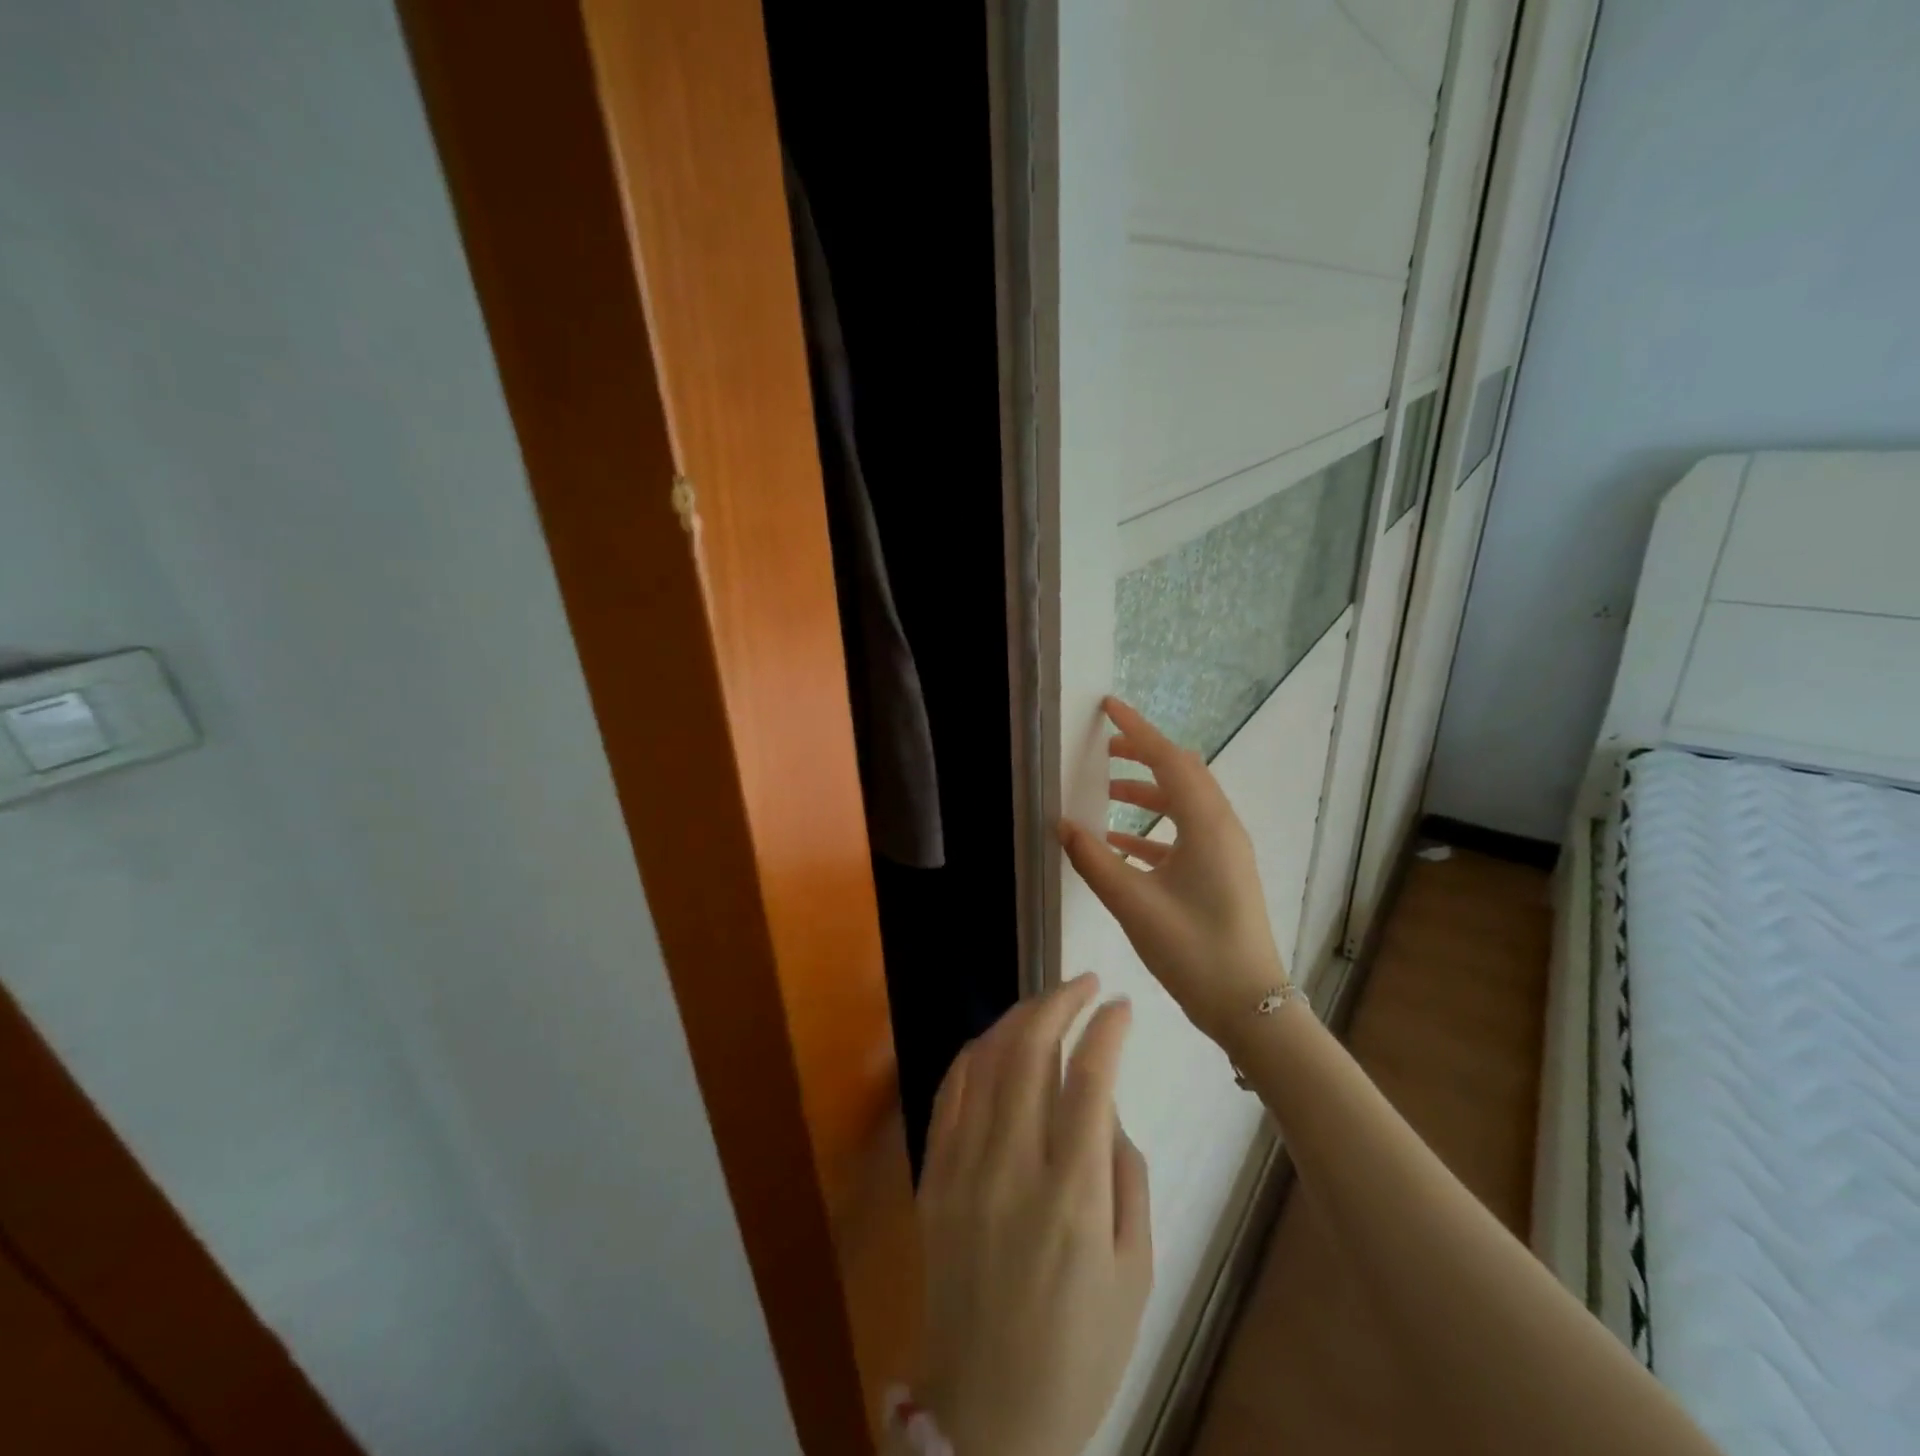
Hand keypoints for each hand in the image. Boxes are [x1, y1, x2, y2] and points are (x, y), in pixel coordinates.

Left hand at [913, 974, 1151, 1455]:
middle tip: (1083, 984)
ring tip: (1046, 1002)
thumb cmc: (1080, 1351)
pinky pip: (950, 1093)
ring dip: (1017, 1017)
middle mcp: (1012, 1168)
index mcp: (1072, 1196)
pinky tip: (995, 1040)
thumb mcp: (1135, 1272)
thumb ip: (1125, 1175)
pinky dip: (973, 1053)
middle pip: (1030, 1051)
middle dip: (1059, 1002)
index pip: (1089, 1079)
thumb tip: (1104, 1106)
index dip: (1106, 1029)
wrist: (988, 1416)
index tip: (1120, 1004)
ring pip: (985, 1060)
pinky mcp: (933, 1177)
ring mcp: (963, 1168)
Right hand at [1057, 696, 1286, 1043]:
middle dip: (1143, 755)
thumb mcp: (1134, 904)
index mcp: (1207, 825)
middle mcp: (1221, 828)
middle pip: (1181, 774)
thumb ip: (1094, 860)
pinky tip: (1119, 843)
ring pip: (1183, 804)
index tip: (1109, 706)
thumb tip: (1062, 824)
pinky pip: (1184, 834)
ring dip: (1146, 792)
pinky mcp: (1221, 873)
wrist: (1250, 1006)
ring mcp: (1225, 851)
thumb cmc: (1193, 950)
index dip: (1137, 730)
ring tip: (1106, 791)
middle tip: (1104, 747)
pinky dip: (1152, 829)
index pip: (1169, 760)